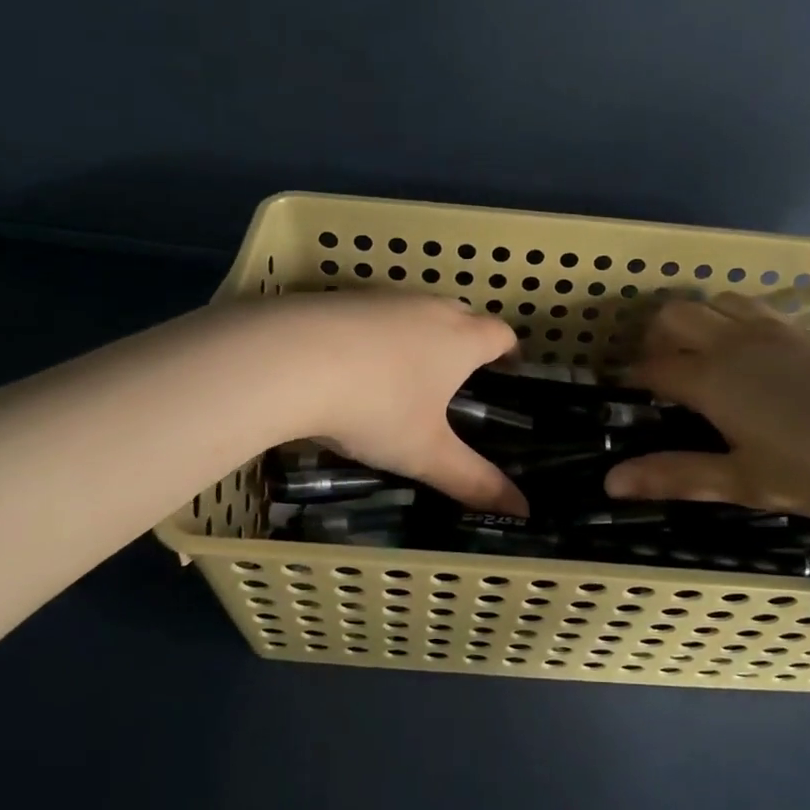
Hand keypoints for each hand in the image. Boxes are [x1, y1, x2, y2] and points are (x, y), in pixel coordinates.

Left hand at [241, 292, 526, 514]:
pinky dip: (373, 335)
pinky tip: (351, 365)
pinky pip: (371, 314)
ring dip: (418, 335)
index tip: (508, 370)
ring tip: (404, 375)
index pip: (501, 334)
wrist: (287, 359)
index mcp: (460, 339)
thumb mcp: (425, 453)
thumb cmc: (376, 406)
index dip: (509, 351)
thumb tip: (522, 512)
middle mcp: (427, 308)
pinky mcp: (338, 298)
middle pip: (461, 314)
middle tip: (458, 378)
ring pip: (414, 311)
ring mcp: (381, 298)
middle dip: (466, 340)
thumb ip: (474, 482)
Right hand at [603, 293, 809, 519]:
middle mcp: (735, 342)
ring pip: (716, 301)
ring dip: (697, 320)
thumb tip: (610, 482)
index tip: (623, 396)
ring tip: (703, 359)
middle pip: (675, 315)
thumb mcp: (745, 482)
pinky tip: (754, 358)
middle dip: (655, 338)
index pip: (653, 367)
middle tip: (660, 376)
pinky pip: (755, 309)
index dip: (631, 379)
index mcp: (712, 379)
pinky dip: (734, 321)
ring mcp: (776, 330)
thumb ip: (677, 476)